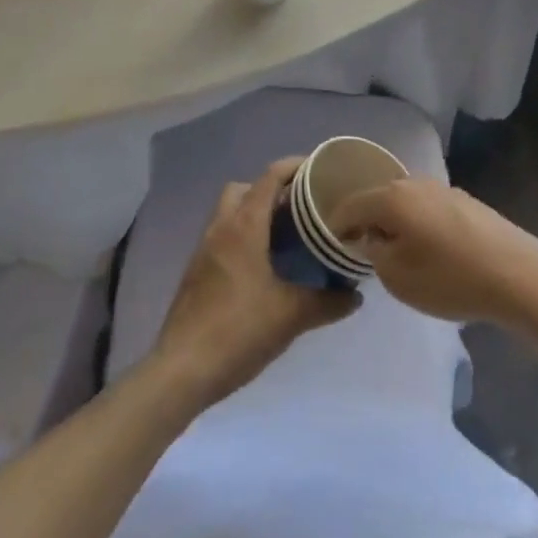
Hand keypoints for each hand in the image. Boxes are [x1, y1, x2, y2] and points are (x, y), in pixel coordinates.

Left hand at [148, 158, 360, 410]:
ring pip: (229, 213)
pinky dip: (242, 238)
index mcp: (244, 227)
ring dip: (254, 214)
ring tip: (286, 236)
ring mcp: (203, 251)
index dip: (294, 166)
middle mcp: (220, 229)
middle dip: (270, 189)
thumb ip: (327, 302)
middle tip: (300, 207)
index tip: (320, 170)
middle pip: (243, 188)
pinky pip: (222, 238)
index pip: (269, 177)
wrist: (181, 371)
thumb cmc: (238, 331)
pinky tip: (263, 267)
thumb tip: (356, 295)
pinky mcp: (196, 273)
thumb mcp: (291, 316)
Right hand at [330, 177, 537, 327]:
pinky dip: (419, 224)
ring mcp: (444, 189)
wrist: (517, 275)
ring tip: (395, 251)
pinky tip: (428, 249)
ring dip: (395, 222)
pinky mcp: (467, 202)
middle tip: (360, 249)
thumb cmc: (449, 278)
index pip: (350, 205)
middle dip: (366, 221)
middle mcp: (415, 183)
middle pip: (379, 198)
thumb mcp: (396, 276)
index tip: (330, 245)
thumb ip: (373, 253)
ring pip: (406, 203)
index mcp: (392, 197)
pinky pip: (428, 209)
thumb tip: (369, 238)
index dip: (335, 225)